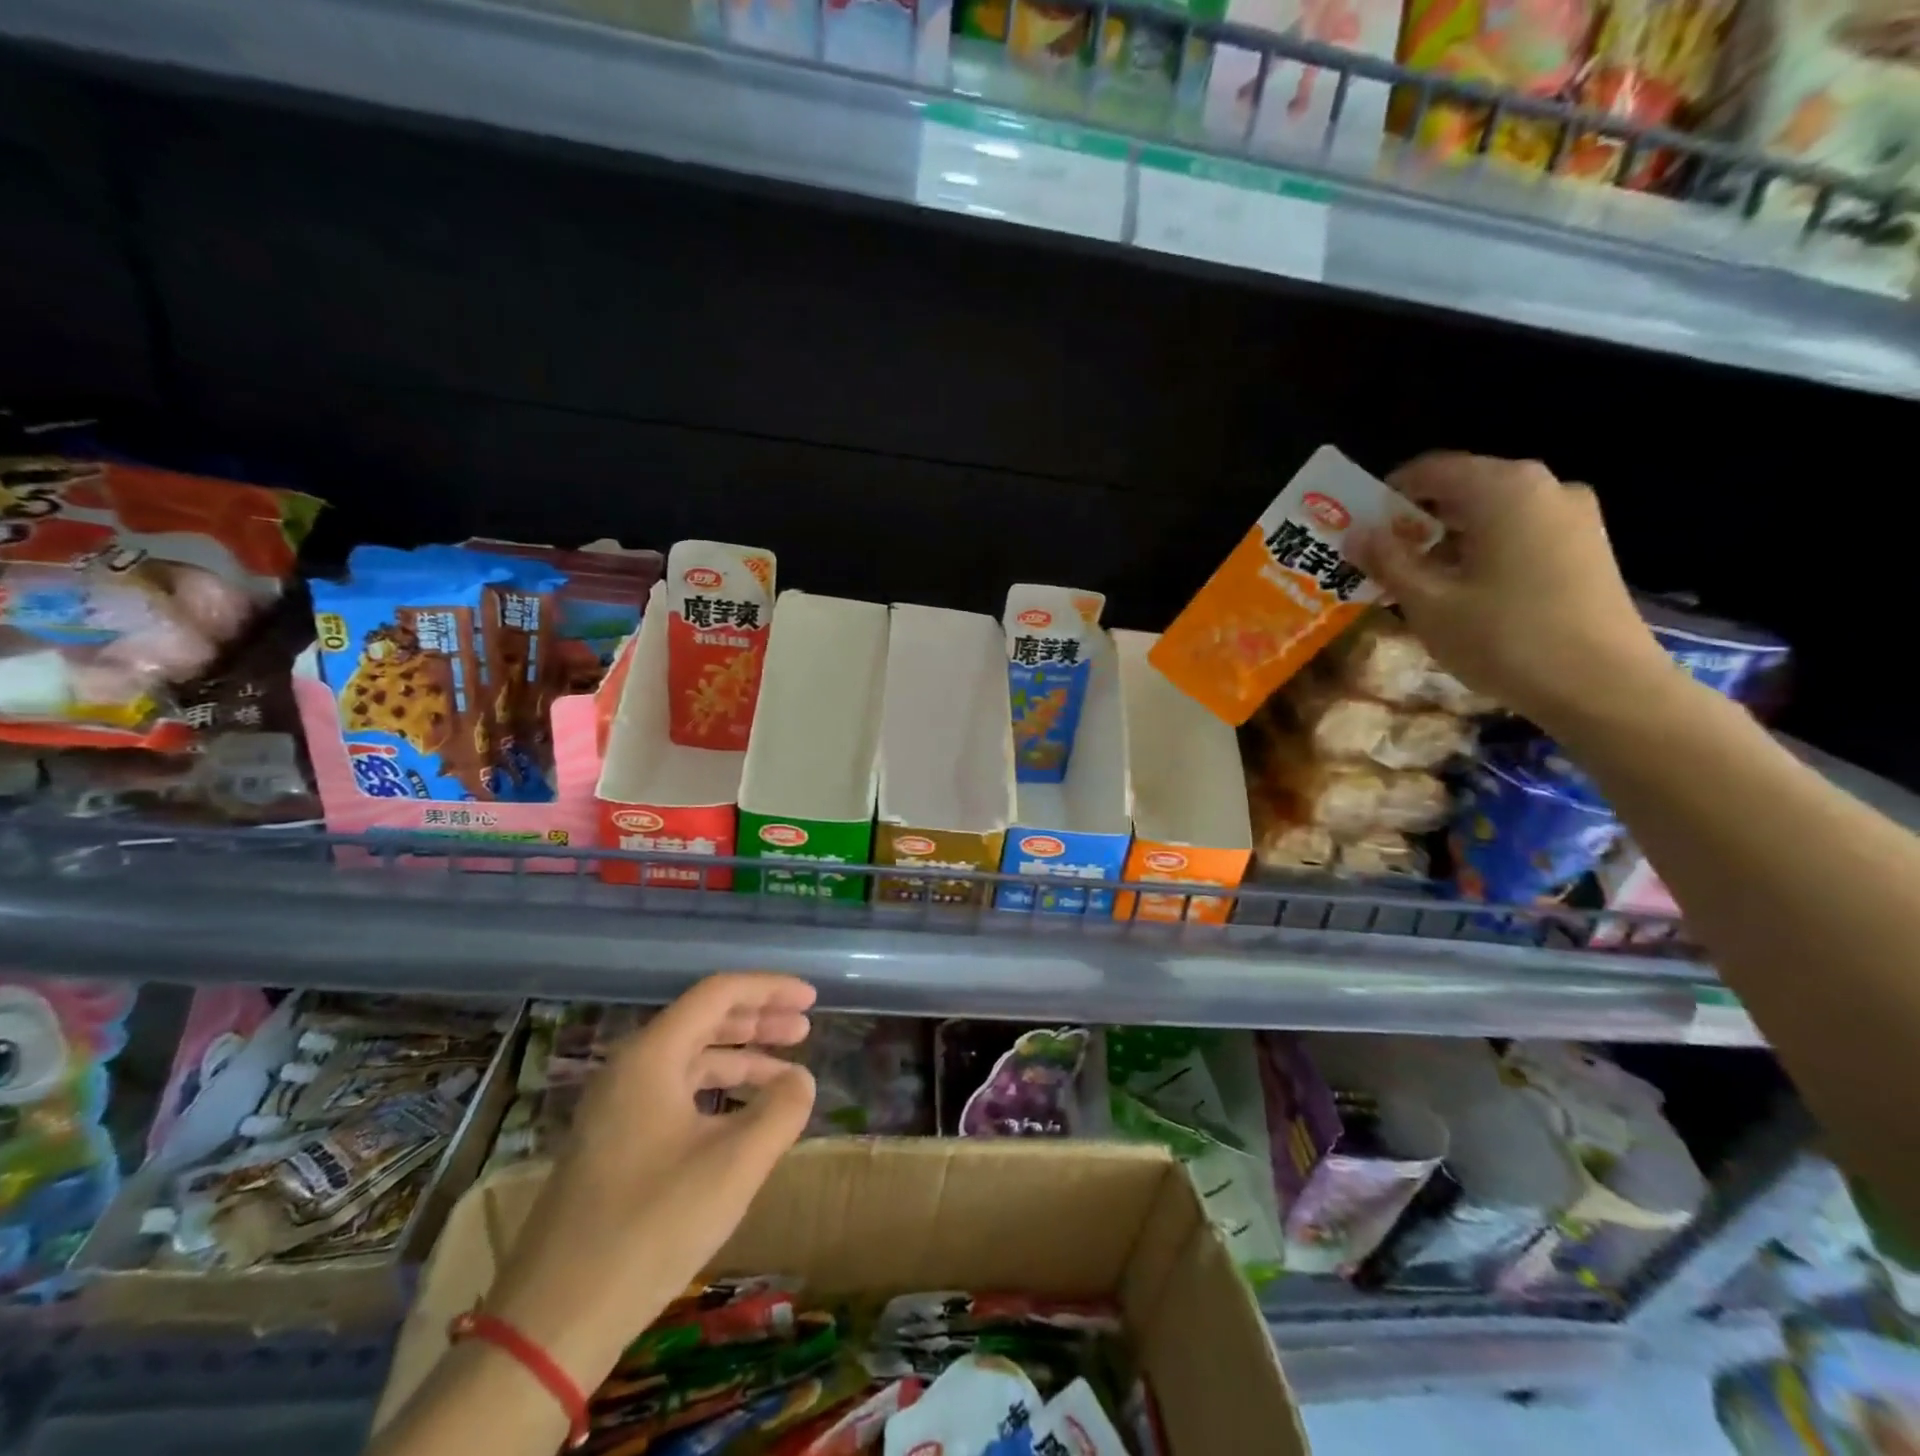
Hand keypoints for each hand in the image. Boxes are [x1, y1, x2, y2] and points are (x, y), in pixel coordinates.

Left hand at [484, 973, 816, 1391]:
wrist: (553, 1322)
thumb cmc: (650, 1227)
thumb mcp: (734, 1165)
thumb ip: (780, 1111)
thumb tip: (801, 1079)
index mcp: (651, 1056)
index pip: (718, 994)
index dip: (769, 989)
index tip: (811, 1000)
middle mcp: (629, 1069)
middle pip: (703, 1021)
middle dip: (759, 1021)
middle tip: (805, 1029)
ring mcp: (616, 1107)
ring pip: (690, 1059)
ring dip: (740, 1058)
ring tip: (786, 1074)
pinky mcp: (613, 1143)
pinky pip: (675, 1093)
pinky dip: (717, 1092)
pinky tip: (744, 1118)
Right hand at [1349, 452, 1671, 727]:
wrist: (1603, 686)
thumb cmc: (1504, 638)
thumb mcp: (1429, 603)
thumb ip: (1388, 561)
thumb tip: (1357, 534)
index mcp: (1503, 489)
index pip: (1431, 469)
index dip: (1387, 493)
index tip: (1359, 527)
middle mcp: (1543, 487)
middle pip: (1463, 488)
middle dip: (1416, 520)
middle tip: (1380, 559)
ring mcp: (1572, 516)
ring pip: (1491, 513)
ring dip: (1447, 539)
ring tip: (1417, 581)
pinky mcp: (1585, 546)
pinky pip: (1518, 532)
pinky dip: (1481, 550)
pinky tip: (1463, 591)